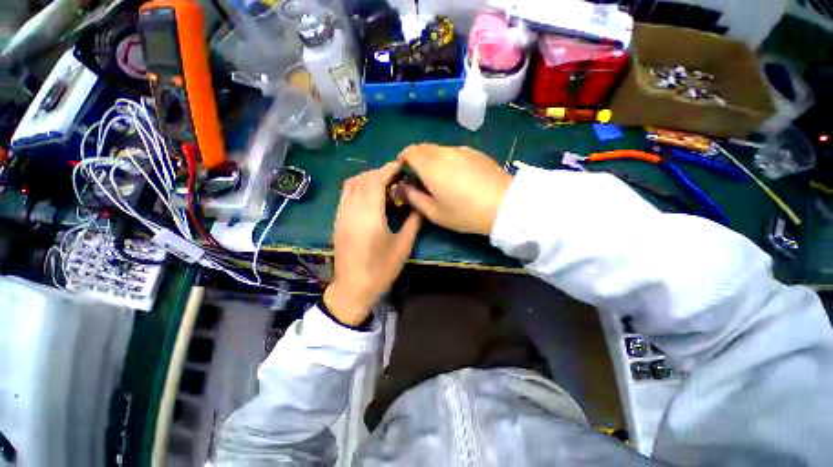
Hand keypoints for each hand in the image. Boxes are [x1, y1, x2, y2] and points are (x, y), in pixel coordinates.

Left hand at [324, 162, 421, 325]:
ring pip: (351, 184)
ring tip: (383, 182)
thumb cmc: (381, 270)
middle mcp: (352, 211)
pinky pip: (345, 194)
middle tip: (396, 176)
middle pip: (362, 179)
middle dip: (379, 171)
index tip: (401, 165)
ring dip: (367, 177)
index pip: (375, 181)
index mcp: (370, 217)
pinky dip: (358, 186)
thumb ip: (413, 223)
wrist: (353, 288)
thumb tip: (420, 205)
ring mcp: (342, 215)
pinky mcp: (337, 220)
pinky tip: (369, 194)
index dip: (388, 169)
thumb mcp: (403, 247)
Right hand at [398, 144, 512, 234]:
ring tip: (439, 179)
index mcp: (430, 165)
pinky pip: (454, 152)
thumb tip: (402, 187)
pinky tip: (457, 176)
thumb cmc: (465, 213)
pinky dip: (448, 160)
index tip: (404, 173)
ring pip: (439, 150)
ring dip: (432, 160)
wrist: (505, 205)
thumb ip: (413, 197)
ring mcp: (462, 150)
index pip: (409, 152)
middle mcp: (444, 152)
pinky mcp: (476, 152)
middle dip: (416, 159)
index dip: (402, 160)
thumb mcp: (434, 212)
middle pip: (423, 148)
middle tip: (419, 178)